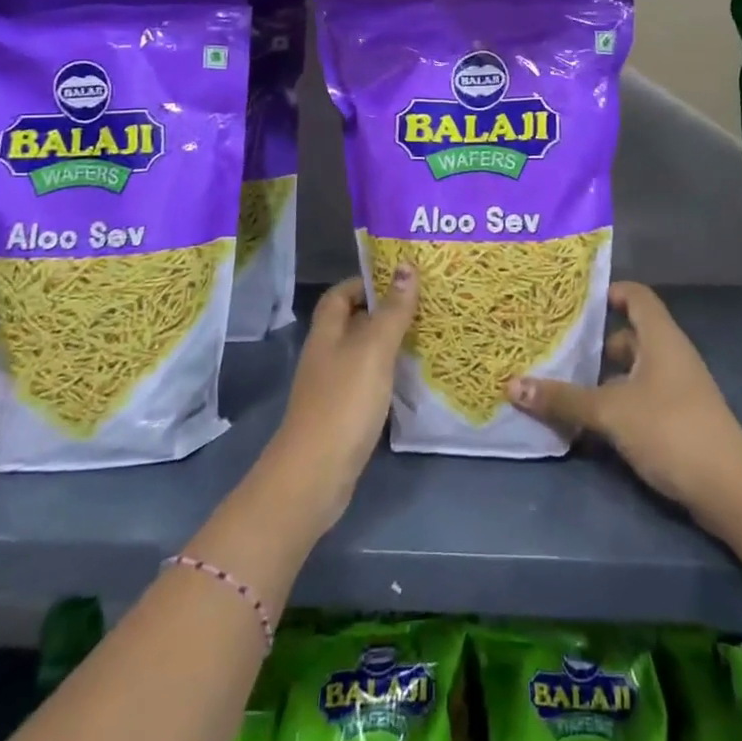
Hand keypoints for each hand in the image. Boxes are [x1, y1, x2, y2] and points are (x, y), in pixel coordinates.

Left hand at [263, 269, 415, 532]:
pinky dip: (387, 373)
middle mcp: (326, 355)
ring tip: (426, 334)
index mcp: (327, 333)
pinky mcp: (342, 414)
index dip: (366, 282)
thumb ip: (392, 310)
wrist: (315, 474)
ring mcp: (332, 387)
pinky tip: (410, 377)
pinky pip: (367, 381)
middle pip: (352, 322)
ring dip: (388, 342)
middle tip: (424, 303)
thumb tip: (405, 266)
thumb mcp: (373, 349)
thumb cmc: (344, 402)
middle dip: (383, 310)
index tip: (401, 278)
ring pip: (361, 352)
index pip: (340, 294)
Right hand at [506, 282, 741, 515]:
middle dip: (594, 343)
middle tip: (555, 348)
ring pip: (632, 371)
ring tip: (562, 385)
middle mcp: (670, 355)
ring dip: (602, 378)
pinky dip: (616, 403)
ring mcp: (677, 388)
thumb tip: (512, 385)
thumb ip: (563, 399)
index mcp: (660, 338)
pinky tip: (589, 422)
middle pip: (629, 335)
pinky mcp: (678, 418)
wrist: (729, 488)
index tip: (573, 302)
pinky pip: (640, 398)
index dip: (609, 292)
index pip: (636, 296)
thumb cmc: (669, 428)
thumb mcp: (610, 411)